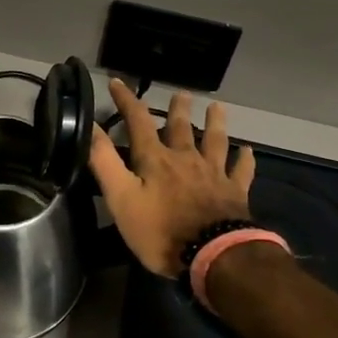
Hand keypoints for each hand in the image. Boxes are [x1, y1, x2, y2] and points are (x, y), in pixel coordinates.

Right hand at [89, 79, 255, 277]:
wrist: (214, 255)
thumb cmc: (161, 230)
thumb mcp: (122, 198)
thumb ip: (105, 162)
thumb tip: (90, 126)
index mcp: (156, 159)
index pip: (138, 121)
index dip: (127, 100)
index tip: (117, 82)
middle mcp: (186, 158)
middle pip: (181, 127)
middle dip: (177, 109)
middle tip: (181, 93)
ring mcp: (214, 174)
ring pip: (215, 141)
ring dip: (215, 123)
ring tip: (217, 107)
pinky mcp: (235, 192)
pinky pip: (241, 171)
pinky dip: (244, 159)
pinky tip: (248, 151)